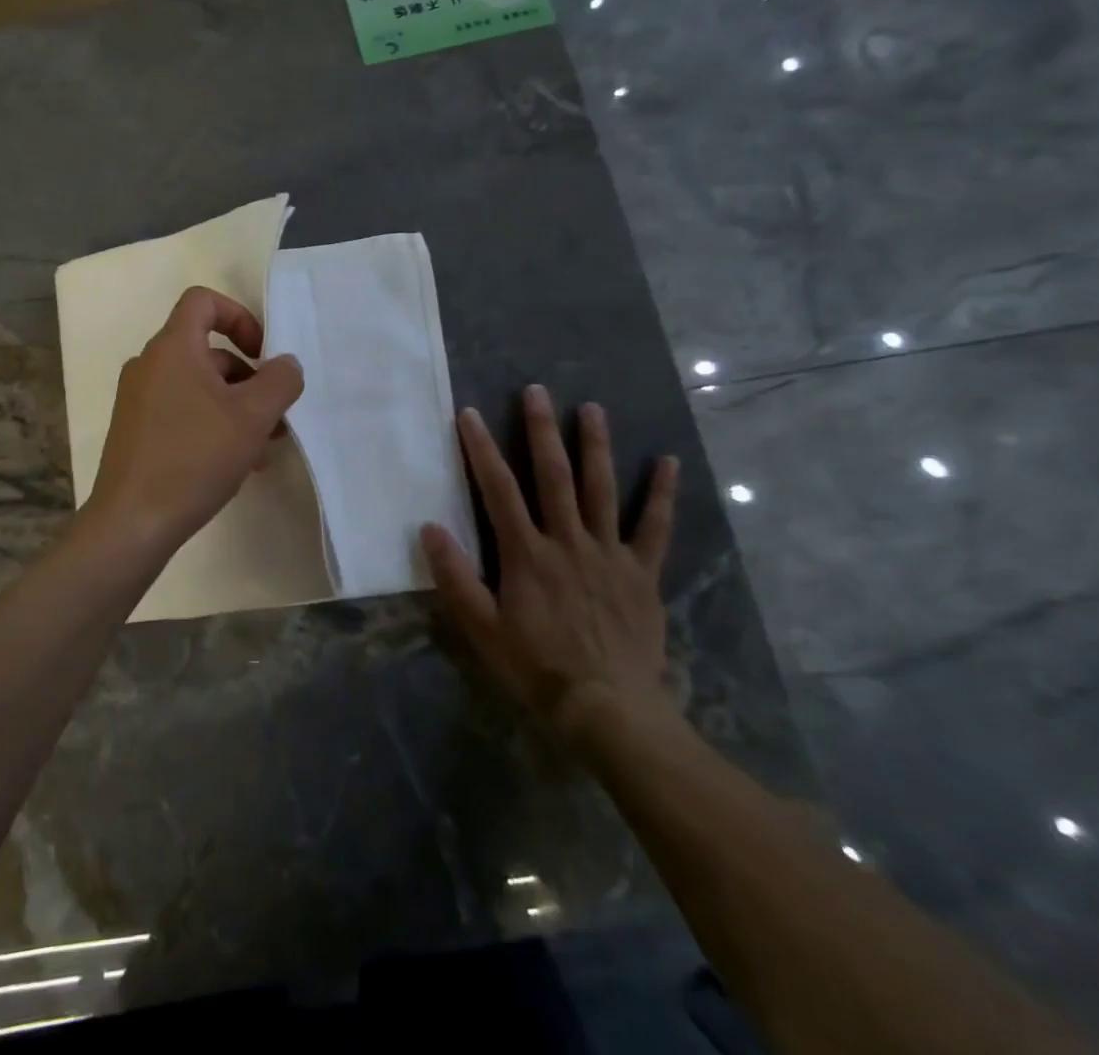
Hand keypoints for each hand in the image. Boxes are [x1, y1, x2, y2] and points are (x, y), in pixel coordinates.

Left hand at [86, 286, 304, 560]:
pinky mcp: (135, 431)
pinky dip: (210, 423)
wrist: (132, 521)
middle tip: (275, 413)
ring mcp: (138, 399)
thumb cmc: (194, 457)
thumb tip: (286, 363)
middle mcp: (149, 365)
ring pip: (197, 386)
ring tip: (262, 446)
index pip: (203, 301)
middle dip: (247, 377)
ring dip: (234, 406)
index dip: (239, 316)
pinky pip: (181, 411)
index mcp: (172, 348)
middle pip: (206, 350)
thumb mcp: (252, 417)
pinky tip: (235, 463)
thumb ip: (280, 381)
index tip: (262, 354)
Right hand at [421, 386, 679, 738]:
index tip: (469, 414)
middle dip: (541, 430)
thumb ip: (455, 576)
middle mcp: (567, 541)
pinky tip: (669, 462)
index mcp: (526, 553)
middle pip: (552, 476)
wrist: (606, 708)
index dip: (481, 449)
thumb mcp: (481, 627)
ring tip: (592, 409)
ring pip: (601, 489)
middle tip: (537, 390)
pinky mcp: (641, 572)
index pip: (498, 489)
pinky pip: (653, 527)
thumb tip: (429, 527)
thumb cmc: (536, 667)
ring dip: (596, 446)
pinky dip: (661, 495)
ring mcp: (608, 553)